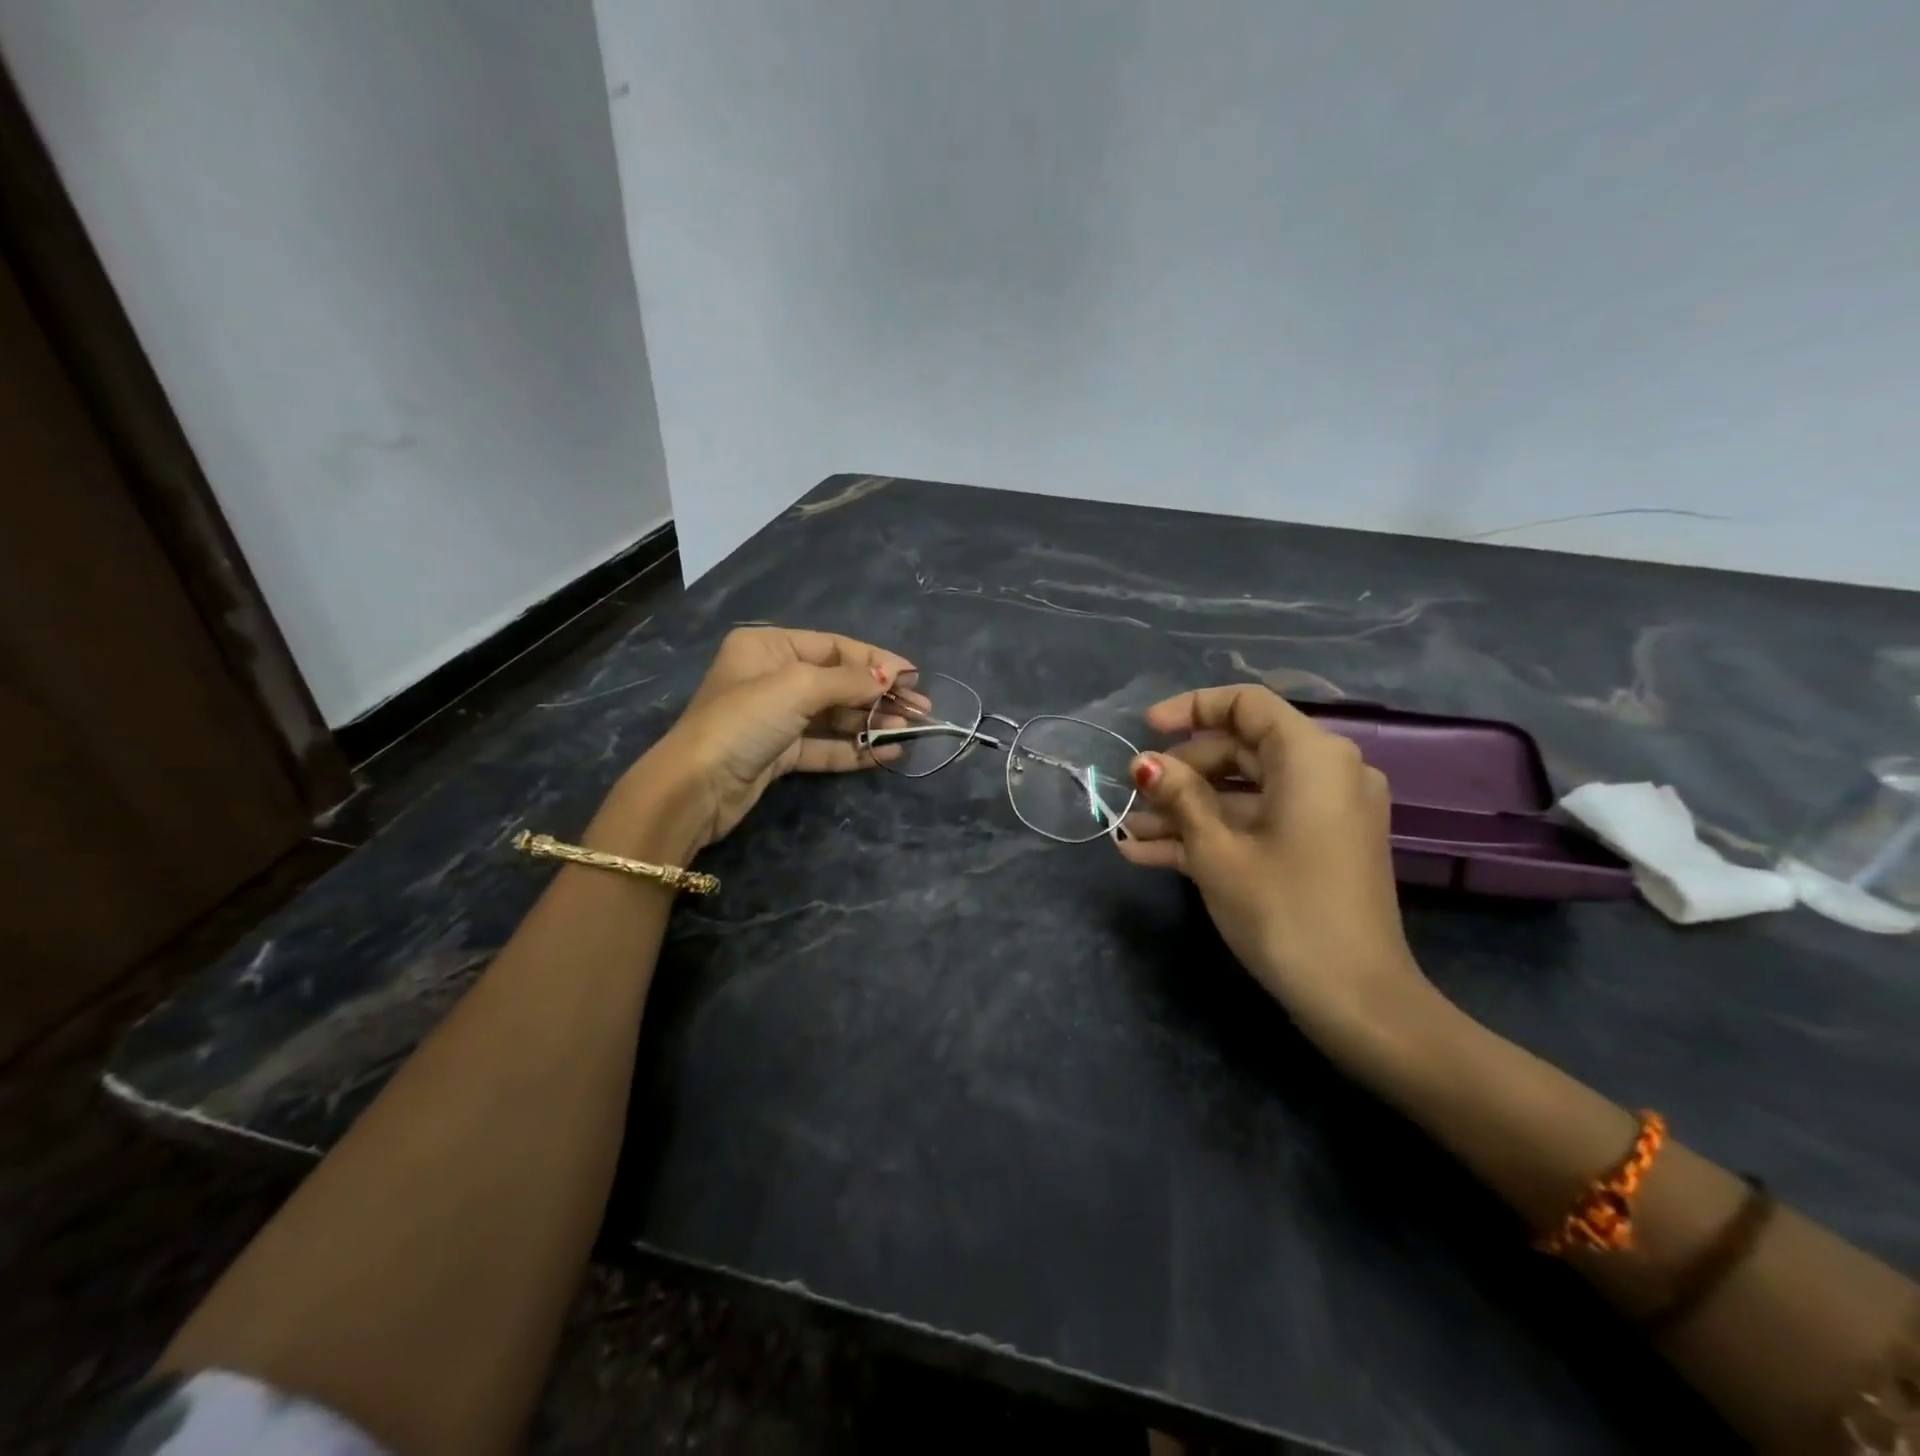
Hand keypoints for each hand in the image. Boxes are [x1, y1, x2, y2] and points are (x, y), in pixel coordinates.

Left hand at [614, 627, 914, 853]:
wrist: (696, 788)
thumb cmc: (744, 720)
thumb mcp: (798, 687)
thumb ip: (849, 680)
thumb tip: (891, 677)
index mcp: (768, 647)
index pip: (834, 647)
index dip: (876, 660)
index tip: (914, 677)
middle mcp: (771, 677)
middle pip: (838, 681)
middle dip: (880, 695)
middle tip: (922, 710)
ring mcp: (776, 718)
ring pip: (834, 716)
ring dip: (872, 723)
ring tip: (911, 732)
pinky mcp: (779, 754)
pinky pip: (825, 746)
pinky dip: (855, 749)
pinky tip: (888, 754)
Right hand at [1117, 685, 1432, 1050]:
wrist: (1357, 1001)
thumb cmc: (1283, 911)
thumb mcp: (1217, 851)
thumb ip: (1179, 796)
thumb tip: (1145, 764)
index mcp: (1312, 757)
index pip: (1246, 705)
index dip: (1190, 709)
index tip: (1145, 730)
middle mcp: (1326, 773)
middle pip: (1240, 750)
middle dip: (1179, 773)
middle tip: (1132, 796)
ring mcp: (1323, 813)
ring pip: (1242, 792)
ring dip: (1186, 811)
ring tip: (1129, 834)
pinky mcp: (1316, 846)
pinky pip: (1258, 823)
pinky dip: (1212, 833)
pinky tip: (1151, 855)